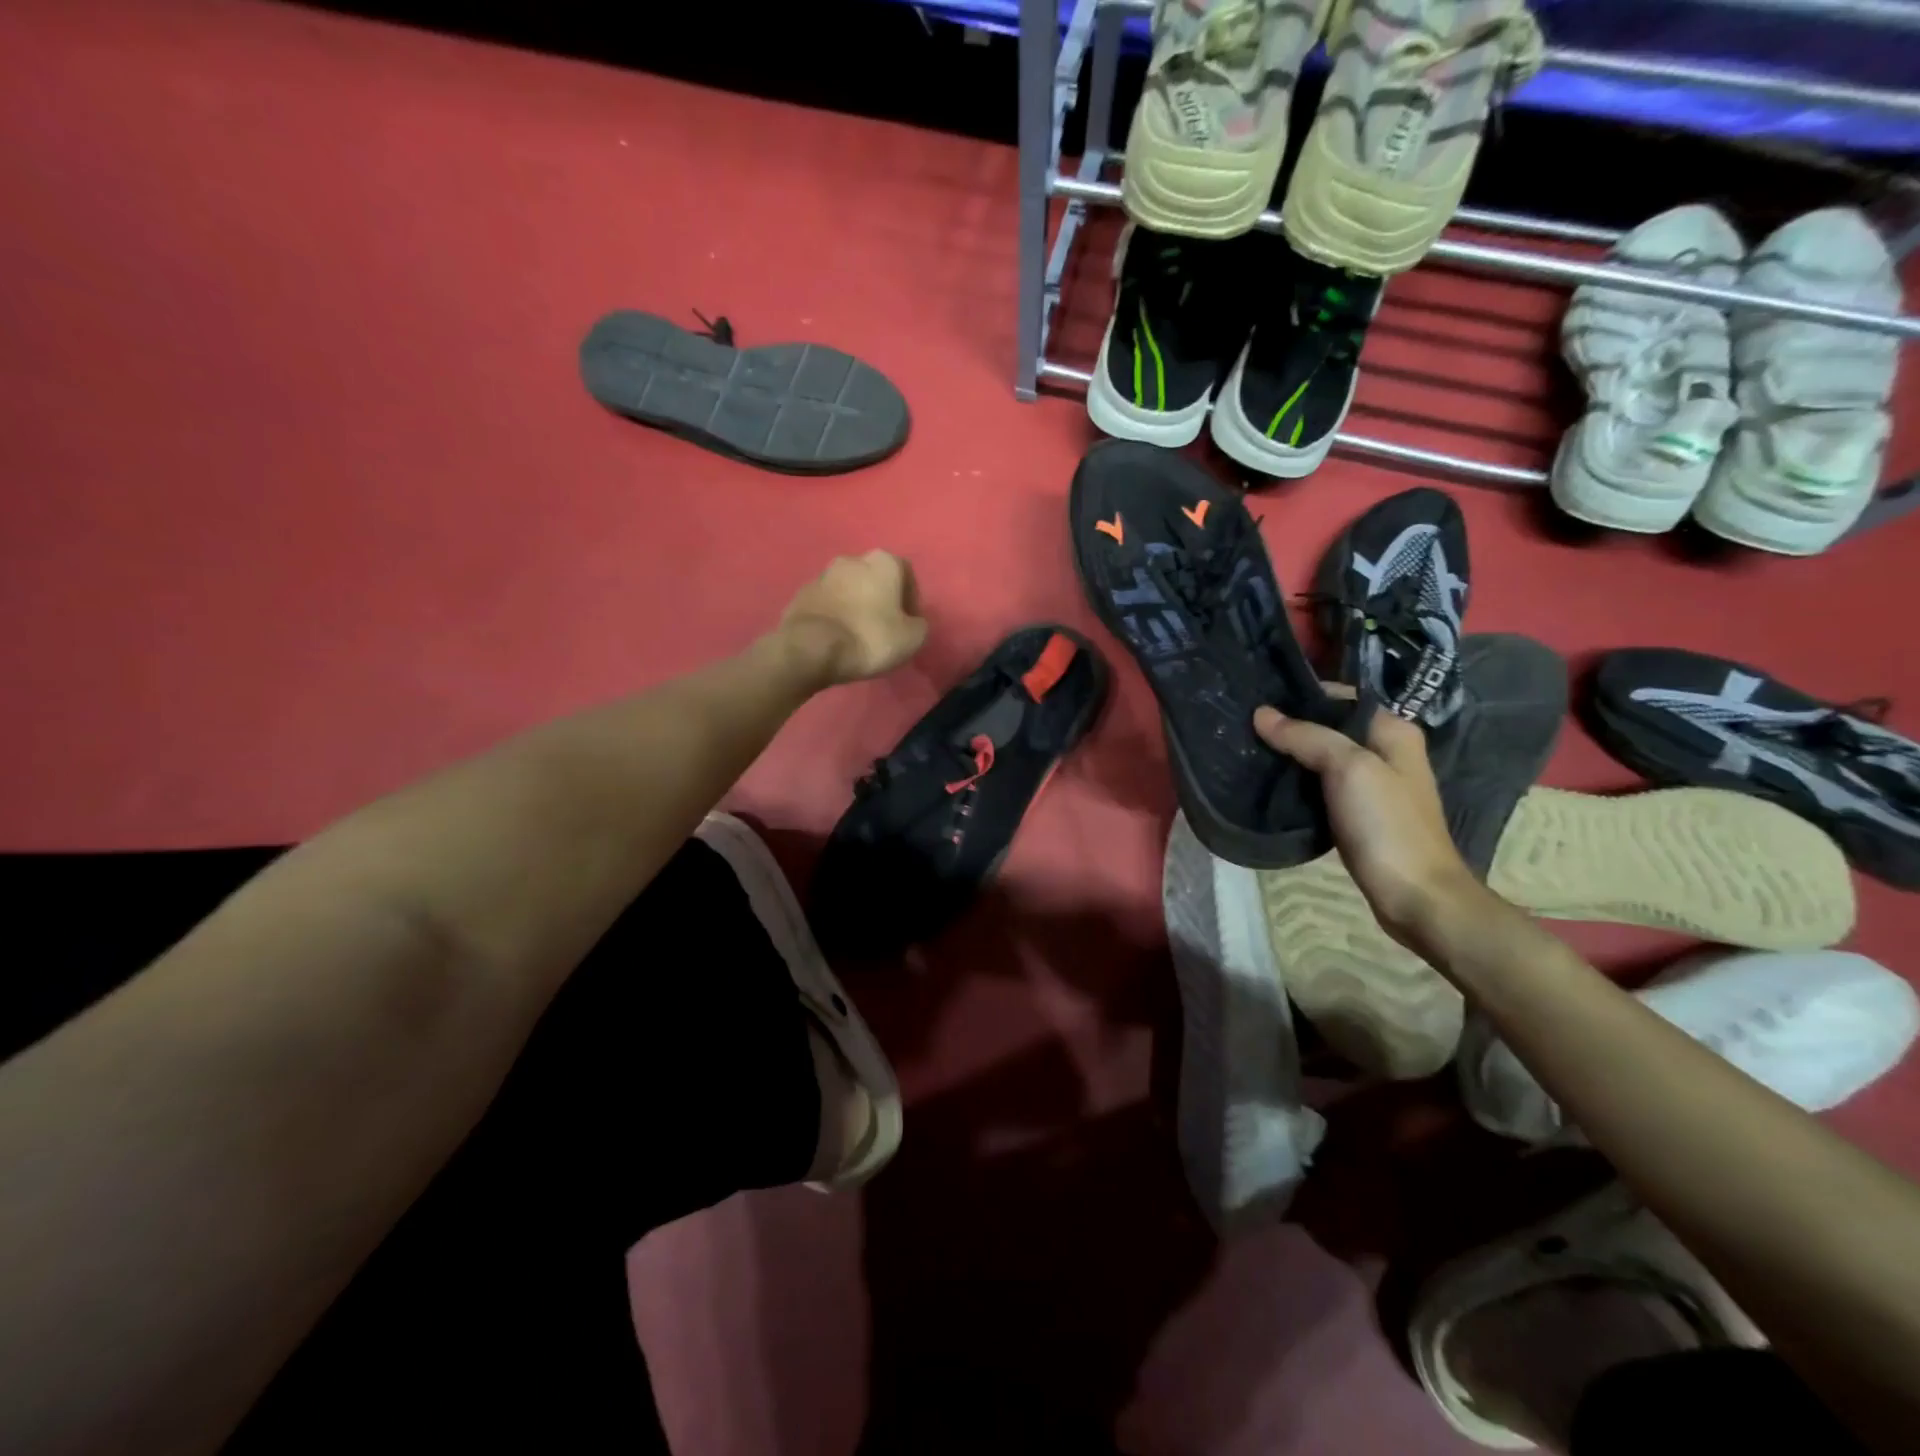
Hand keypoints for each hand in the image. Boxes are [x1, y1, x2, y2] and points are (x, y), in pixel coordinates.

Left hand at [777, 551, 928, 686]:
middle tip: (885, 626)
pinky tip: (837, 637)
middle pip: (874, 577)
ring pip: (848, 589)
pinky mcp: (800, 595)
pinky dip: (835, 615)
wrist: (811, 649)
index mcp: (883, 562)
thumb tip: (912, 622)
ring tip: (858, 633)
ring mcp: (822, 575)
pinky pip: (826, 603)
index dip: (911, 598)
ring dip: (856, 605)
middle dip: (881, 598)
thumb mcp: (913, 638)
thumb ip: (919, 624)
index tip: (909, 622)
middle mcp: (851, 560)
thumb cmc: (870, 638)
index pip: (905, 573)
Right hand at [1253, 701, 1487, 948]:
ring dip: (1292, 758)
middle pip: (1331, 728)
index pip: (1341, 698)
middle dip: (1292, 728)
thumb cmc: (1387, 825)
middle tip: (1247, 731)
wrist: (1415, 897)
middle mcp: (1387, 752)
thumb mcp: (1348, 769)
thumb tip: (1261, 713)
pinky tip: (1272, 787)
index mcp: (1393, 731)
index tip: (1260, 704)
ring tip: (1251, 755)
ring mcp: (1373, 786)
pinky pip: (1322, 788)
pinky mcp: (1359, 815)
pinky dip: (1299, 785)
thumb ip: (1306, 736)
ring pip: (1323, 759)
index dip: (1302, 698)